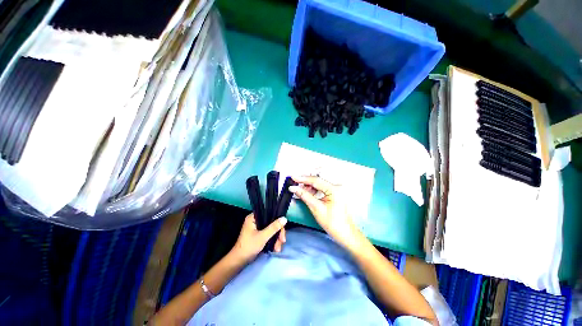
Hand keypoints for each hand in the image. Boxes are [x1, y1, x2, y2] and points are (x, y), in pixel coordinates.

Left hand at [230, 213, 286, 263]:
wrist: (239, 261)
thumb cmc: (249, 246)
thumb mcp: (263, 236)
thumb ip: (274, 227)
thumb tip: (284, 218)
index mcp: (253, 217)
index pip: (269, 214)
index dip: (277, 221)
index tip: (282, 231)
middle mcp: (255, 220)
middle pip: (271, 223)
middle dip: (278, 233)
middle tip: (282, 241)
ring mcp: (257, 228)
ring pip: (271, 229)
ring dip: (276, 239)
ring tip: (278, 248)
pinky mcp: (258, 235)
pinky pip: (268, 234)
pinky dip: (272, 240)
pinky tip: (275, 248)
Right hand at [289, 176, 360, 249]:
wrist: (345, 233)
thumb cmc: (333, 223)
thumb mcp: (316, 208)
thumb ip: (304, 196)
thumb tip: (293, 188)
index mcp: (334, 189)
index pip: (315, 180)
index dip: (302, 178)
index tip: (293, 177)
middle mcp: (336, 186)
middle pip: (318, 179)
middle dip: (306, 181)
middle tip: (295, 184)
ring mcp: (336, 189)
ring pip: (319, 183)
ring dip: (309, 186)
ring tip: (301, 191)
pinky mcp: (335, 193)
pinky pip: (322, 187)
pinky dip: (314, 189)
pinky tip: (308, 193)